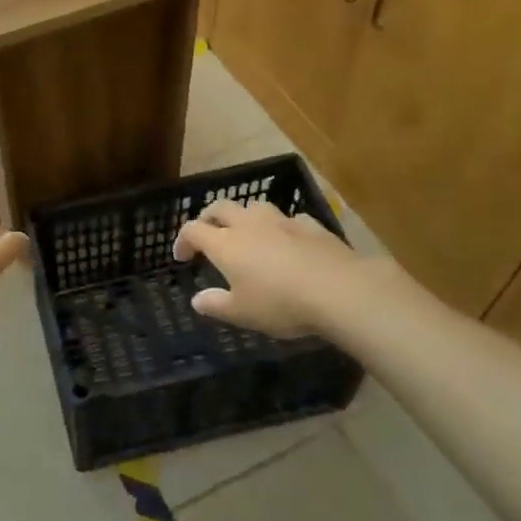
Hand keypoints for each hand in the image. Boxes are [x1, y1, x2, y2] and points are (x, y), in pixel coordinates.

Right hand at [172, 199, 361, 340]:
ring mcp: (281, 221)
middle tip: (207, 232)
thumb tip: (197, 300)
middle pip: (220, 207)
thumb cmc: (281, 303)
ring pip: (254, 206)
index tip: (182, 257)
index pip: (193, 230)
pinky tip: (288, 239)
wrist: (338, 289)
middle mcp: (248, 224)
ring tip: (247, 232)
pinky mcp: (310, 225)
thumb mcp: (242, 313)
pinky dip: (281, 227)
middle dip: (209, 217)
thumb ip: (216, 305)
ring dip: (244, 216)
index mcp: (225, 244)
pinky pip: (289, 219)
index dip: (182, 240)